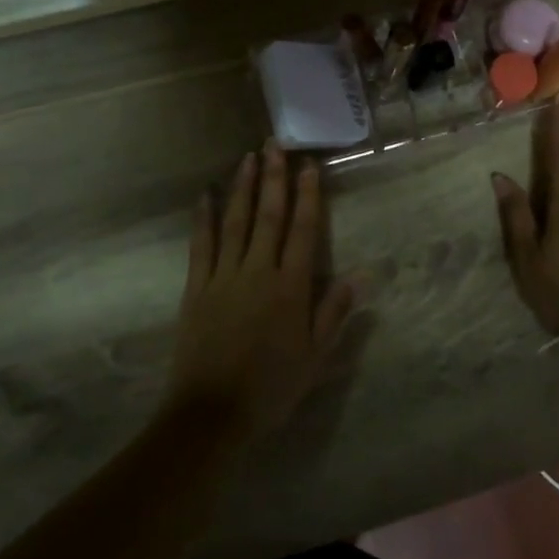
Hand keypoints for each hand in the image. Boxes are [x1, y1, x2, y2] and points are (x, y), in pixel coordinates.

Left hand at [164, 142, 356, 441]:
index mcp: (290, 287)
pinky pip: (202, 245)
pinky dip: (204, 218)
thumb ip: (333, 312)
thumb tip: (361, 274)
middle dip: (274, 177)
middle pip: (268, 215)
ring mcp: (224, 276)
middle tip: (276, 144)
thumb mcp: (314, 357)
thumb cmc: (270, 388)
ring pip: (236, 222)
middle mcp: (258, 271)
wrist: (211, 415)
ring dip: (242, 187)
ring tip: (248, 157)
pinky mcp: (197, 287)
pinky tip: (206, 195)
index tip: (308, 166)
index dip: (307, 196)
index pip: (303, 230)